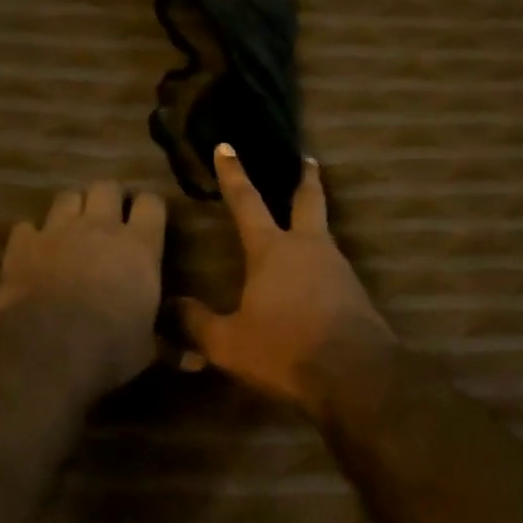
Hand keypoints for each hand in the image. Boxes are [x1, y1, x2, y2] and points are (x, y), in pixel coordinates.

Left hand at [0, 180, 166, 396]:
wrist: (47, 349)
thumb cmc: (109, 348)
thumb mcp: (146, 349)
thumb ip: (166, 343)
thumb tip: (197, 363)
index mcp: (140, 246)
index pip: (152, 203)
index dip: (150, 207)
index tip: (148, 219)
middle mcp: (100, 227)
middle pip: (107, 186)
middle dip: (110, 197)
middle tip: (110, 217)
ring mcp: (58, 231)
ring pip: (67, 196)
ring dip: (72, 208)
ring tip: (73, 226)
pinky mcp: (22, 245)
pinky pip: (26, 227)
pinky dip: (32, 236)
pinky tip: (34, 251)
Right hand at [178, 146, 394, 416]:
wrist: (355, 375)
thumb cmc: (285, 350)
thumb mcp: (229, 343)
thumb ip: (196, 324)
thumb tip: (167, 307)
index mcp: (272, 250)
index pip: (247, 202)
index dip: (233, 174)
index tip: (227, 147)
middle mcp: (308, 248)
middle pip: (308, 201)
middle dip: (304, 178)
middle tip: (307, 159)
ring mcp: (337, 267)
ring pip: (324, 233)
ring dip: (314, 221)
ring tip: (304, 223)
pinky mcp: (355, 291)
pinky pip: (333, 266)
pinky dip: (321, 261)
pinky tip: (314, 277)